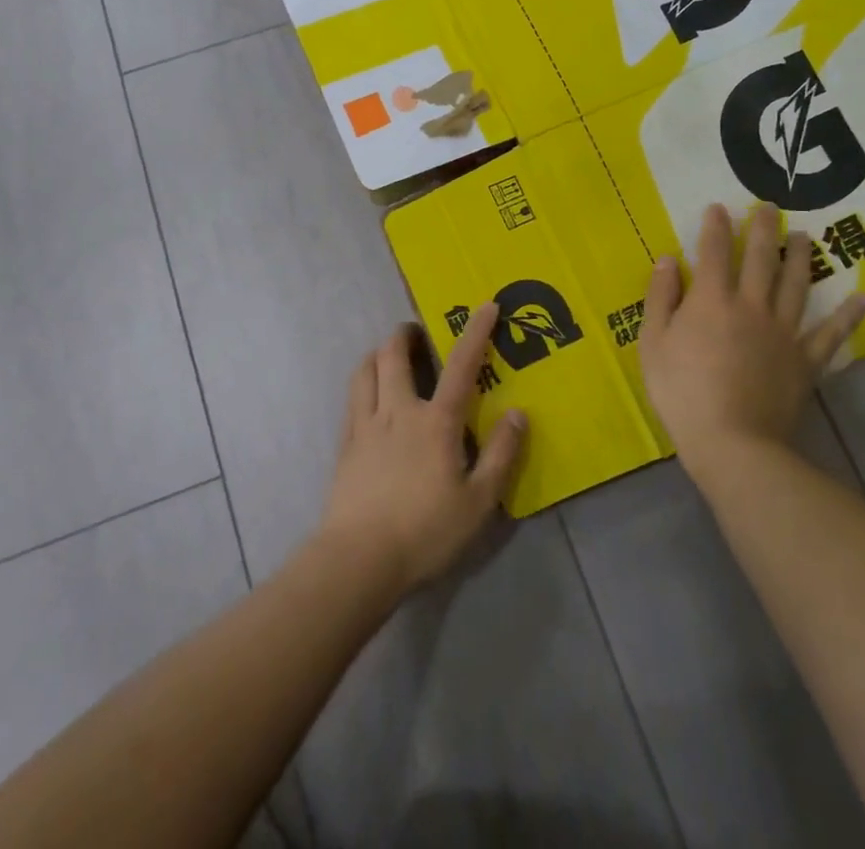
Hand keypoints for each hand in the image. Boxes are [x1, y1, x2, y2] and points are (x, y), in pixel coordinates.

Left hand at [317, 306, 526, 596]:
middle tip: (416, 333)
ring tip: (387, 357)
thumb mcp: (479, 502)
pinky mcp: (346, 445)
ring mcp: (366, 425)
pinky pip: (352, 399)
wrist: (359, 558)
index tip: (486, 306)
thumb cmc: (425, 531)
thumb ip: (501, 455)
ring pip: (365, 370)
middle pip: (393, 355)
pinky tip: (369, 398)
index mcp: (436, 421)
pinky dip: (363, 384)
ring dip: (377, 354)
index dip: (475, 332)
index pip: (461, 365)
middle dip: (405, 334)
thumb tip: (519, 413)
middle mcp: (398, 410)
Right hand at [641, 202, 864, 474]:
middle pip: (761, 258)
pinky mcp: (806, 360)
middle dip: (764, 229)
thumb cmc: (683, 391)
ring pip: (796, 285)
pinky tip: (862, 298)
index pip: (714, 251)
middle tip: (770, 207)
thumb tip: (667, 260)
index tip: (719, 207)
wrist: (732, 441)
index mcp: (712, 299)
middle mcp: (752, 305)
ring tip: (806, 237)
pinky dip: (848, 316)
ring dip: (802, 258)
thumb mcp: (653, 343)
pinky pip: (831, 333)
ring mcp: (784, 331)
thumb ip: (660, 298)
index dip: (716, 226)